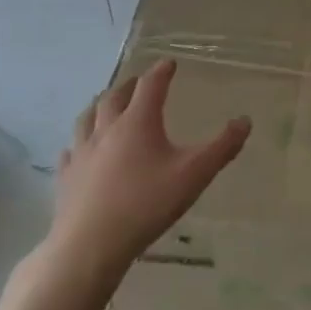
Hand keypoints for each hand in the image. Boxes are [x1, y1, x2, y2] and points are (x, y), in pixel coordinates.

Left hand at [42, 59, 249, 293]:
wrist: (89, 246)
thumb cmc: (146, 204)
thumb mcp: (195, 175)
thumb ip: (222, 147)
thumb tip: (245, 120)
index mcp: (138, 122)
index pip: (151, 85)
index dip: (161, 71)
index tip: (169, 63)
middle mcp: (107, 130)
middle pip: (115, 97)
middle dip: (129, 85)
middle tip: (139, 82)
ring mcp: (82, 153)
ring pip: (87, 118)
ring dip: (100, 106)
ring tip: (106, 104)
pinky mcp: (66, 178)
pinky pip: (71, 151)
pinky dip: (79, 142)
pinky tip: (78, 150)